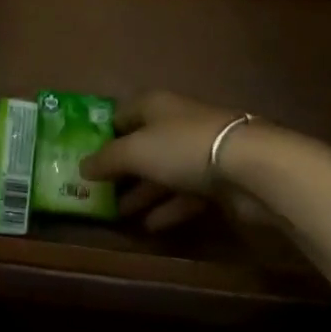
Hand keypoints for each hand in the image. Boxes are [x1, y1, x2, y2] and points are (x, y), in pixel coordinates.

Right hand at [80, 91, 273, 232]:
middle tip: (97, 192)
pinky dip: (167, 208)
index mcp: (153, 105)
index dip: (102, 135)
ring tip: (118, 214)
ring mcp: (197, 152)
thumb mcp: (135, 151)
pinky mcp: (216, 179)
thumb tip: (81, 166)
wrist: (248, 166)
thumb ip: (107, 160)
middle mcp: (173, 123)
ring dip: (142, 192)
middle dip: (121, 169)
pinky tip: (149, 226)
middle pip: (141, 145)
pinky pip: (184, 194)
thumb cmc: (182, 147)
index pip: (120, 115)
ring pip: (162, 172)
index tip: (84, 157)